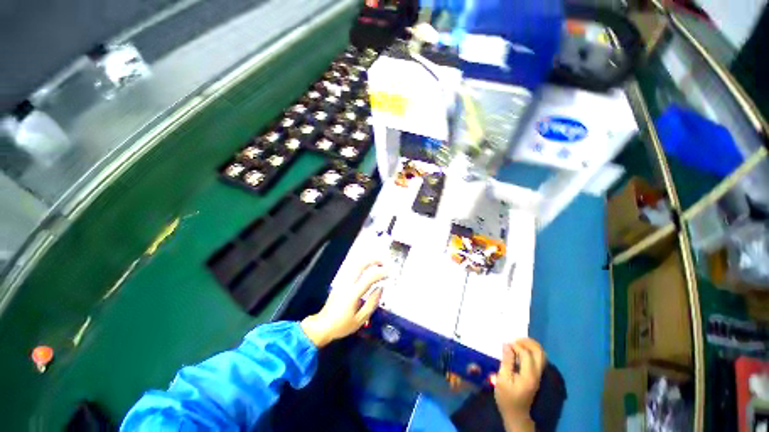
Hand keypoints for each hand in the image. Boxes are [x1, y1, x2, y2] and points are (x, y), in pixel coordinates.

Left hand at [301, 262, 385, 347]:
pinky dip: (363, 266)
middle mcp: (347, 283)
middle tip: (385, 262)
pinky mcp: (340, 282)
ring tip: (379, 264)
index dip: (381, 273)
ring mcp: (342, 281)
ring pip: (356, 264)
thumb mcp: (360, 320)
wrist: (322, 326)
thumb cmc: (341, 325)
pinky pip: (353, 268)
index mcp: (352, 293)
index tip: (391, 272)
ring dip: (368, 261)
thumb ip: (372, 303)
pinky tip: (369, 270)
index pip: (369, 278)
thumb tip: (380, 289)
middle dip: (374, 260)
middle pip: (360, 264)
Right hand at [492, 339, 545, 431]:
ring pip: (541, 354)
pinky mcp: (536, 375)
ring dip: (530, 345)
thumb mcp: (502, 379)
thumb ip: (507, 361)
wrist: (516, 414)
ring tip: (517, 342)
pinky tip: (520, 350)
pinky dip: (531, 350)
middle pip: (539, 352)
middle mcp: (537, 373)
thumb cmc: (507, 397)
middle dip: (527, 342)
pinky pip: (538, 358)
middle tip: (514, 339)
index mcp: (529, 375)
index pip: (526, 354)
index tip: (505, 344)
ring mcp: (538, 375)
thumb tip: (507, 344)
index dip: (516, 346)